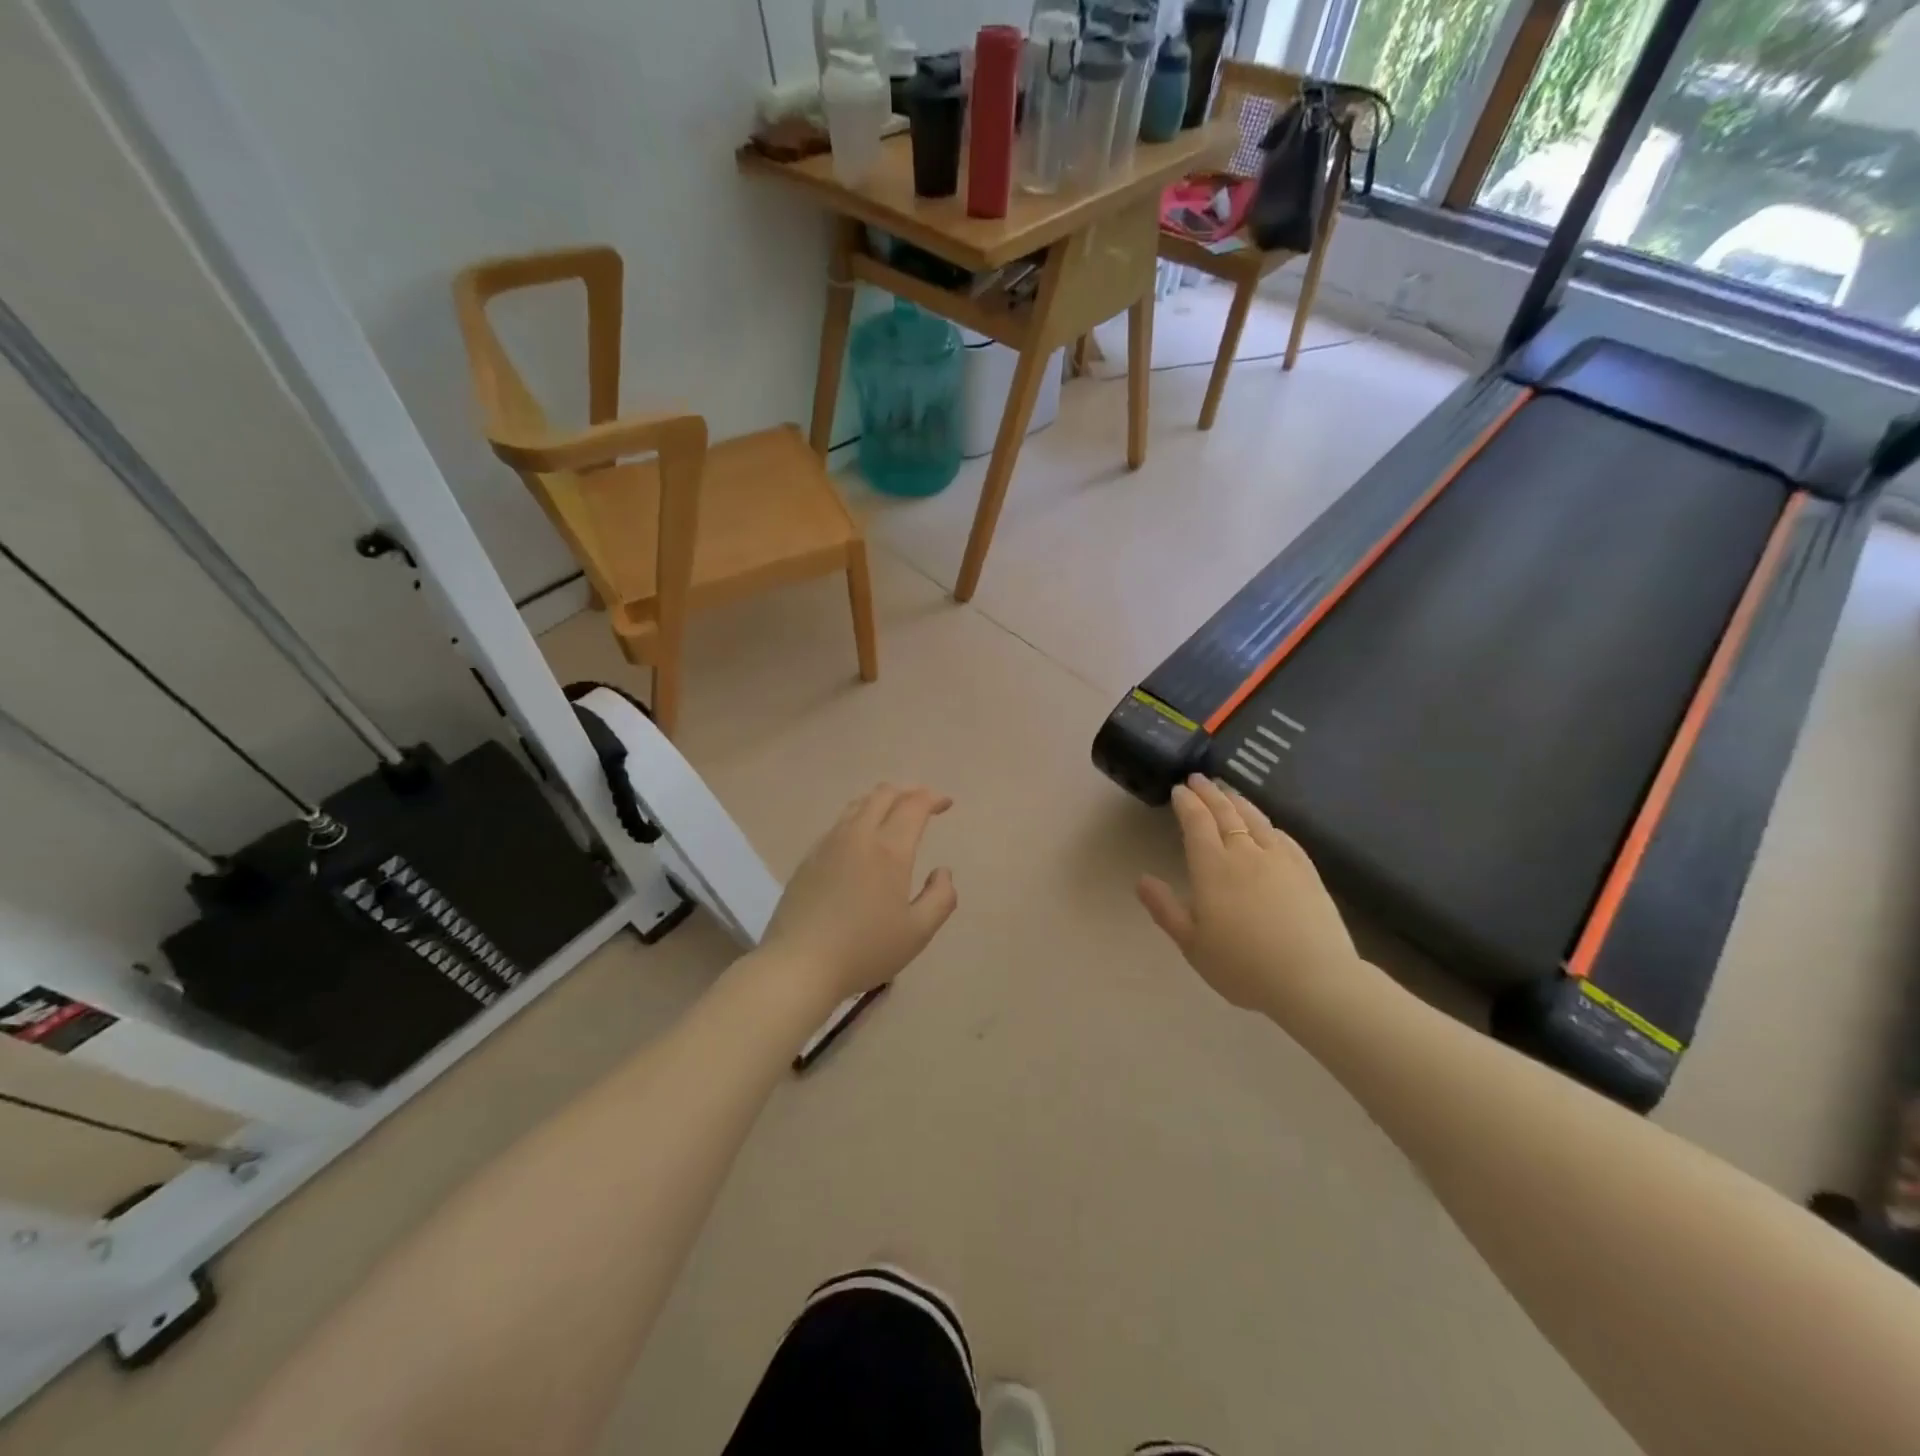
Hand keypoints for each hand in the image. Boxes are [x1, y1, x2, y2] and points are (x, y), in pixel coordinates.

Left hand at [761, 784, 958, 1006]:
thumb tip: (942, 871)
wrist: (799, 964)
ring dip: (882, 801)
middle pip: (883, 794)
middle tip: (924, 804)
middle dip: (908, 792)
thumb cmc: (865, 950)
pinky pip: (839, 823)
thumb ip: (940, 898)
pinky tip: (862, 840)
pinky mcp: (809, 858)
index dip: (933, 798)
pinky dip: (859, 818)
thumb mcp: (918, 932)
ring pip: (858, 804)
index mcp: (889, 850)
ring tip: (894, 815)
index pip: (914, 805)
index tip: (946, 804)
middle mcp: (858, 836)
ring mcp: (828, 844)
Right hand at [1138, 775, 1358, 1016]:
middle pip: (1225, 812)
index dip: (1186, 803)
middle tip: (1198, 778)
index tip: (1178, 789)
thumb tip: (1141, 880)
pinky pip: (1282, 836)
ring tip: (1227, 791)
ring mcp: (1280, 859)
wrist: (1313, 980)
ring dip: (1237, 801)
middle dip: (1209, 792)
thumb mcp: (1192, 943)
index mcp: (1212, 867)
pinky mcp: (1307, 871)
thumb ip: (1165, 908)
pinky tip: (1266, 825)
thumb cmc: (1243, 966)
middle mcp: (1245, 853)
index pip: (1196, 822)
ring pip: (1255, 819)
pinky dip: (1266, 823)